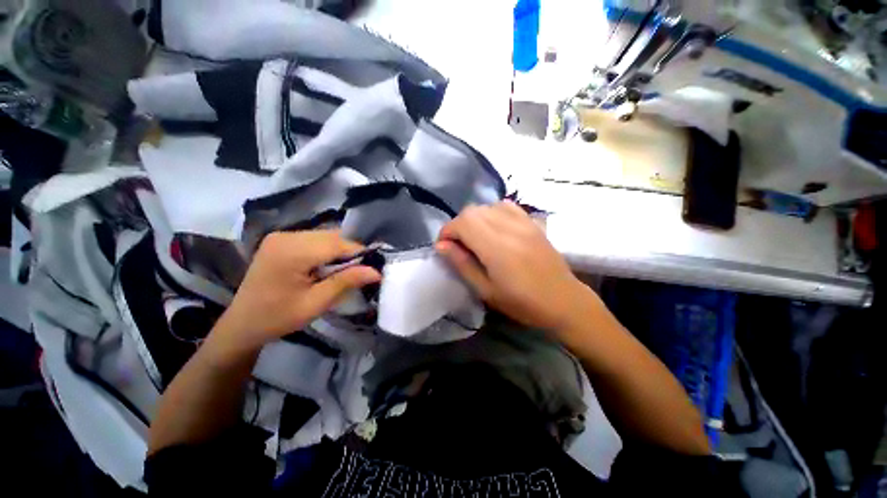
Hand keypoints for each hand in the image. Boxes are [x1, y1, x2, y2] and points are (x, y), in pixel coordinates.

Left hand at [210, 230, 380, 356]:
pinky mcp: (280, 240)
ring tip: (343, 271)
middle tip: (358, 272)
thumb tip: (376, 271)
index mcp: (292, 252)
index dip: (359, 253)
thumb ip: (346, 282)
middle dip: (349, 252)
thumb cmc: (278, 318)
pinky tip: (325, 266)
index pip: (337, 244)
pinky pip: (314, 239)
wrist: (242, 324)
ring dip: (339, 251)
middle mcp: (286, 236)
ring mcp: (281, 236)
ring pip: (325, 236)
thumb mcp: (316, 303)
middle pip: (331, 237)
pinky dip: (326, 250)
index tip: (373, 268)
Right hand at [436, 201, 597, 332]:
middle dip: (458, 225)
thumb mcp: (486, 290)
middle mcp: (509, 228)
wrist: (563, 300)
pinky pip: (506, 206)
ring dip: (474, 219)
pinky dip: (493, 213)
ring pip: (487, 206)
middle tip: (459, 245)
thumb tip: (441, 246)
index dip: (447, 231)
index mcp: (496, 247)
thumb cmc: (522, 302)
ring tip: (476, 237)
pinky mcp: (532, 222)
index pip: (463, 222)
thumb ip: (462, 264)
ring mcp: (523, 222)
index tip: (444, 247)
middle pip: (472, 211)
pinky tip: (495, 228)